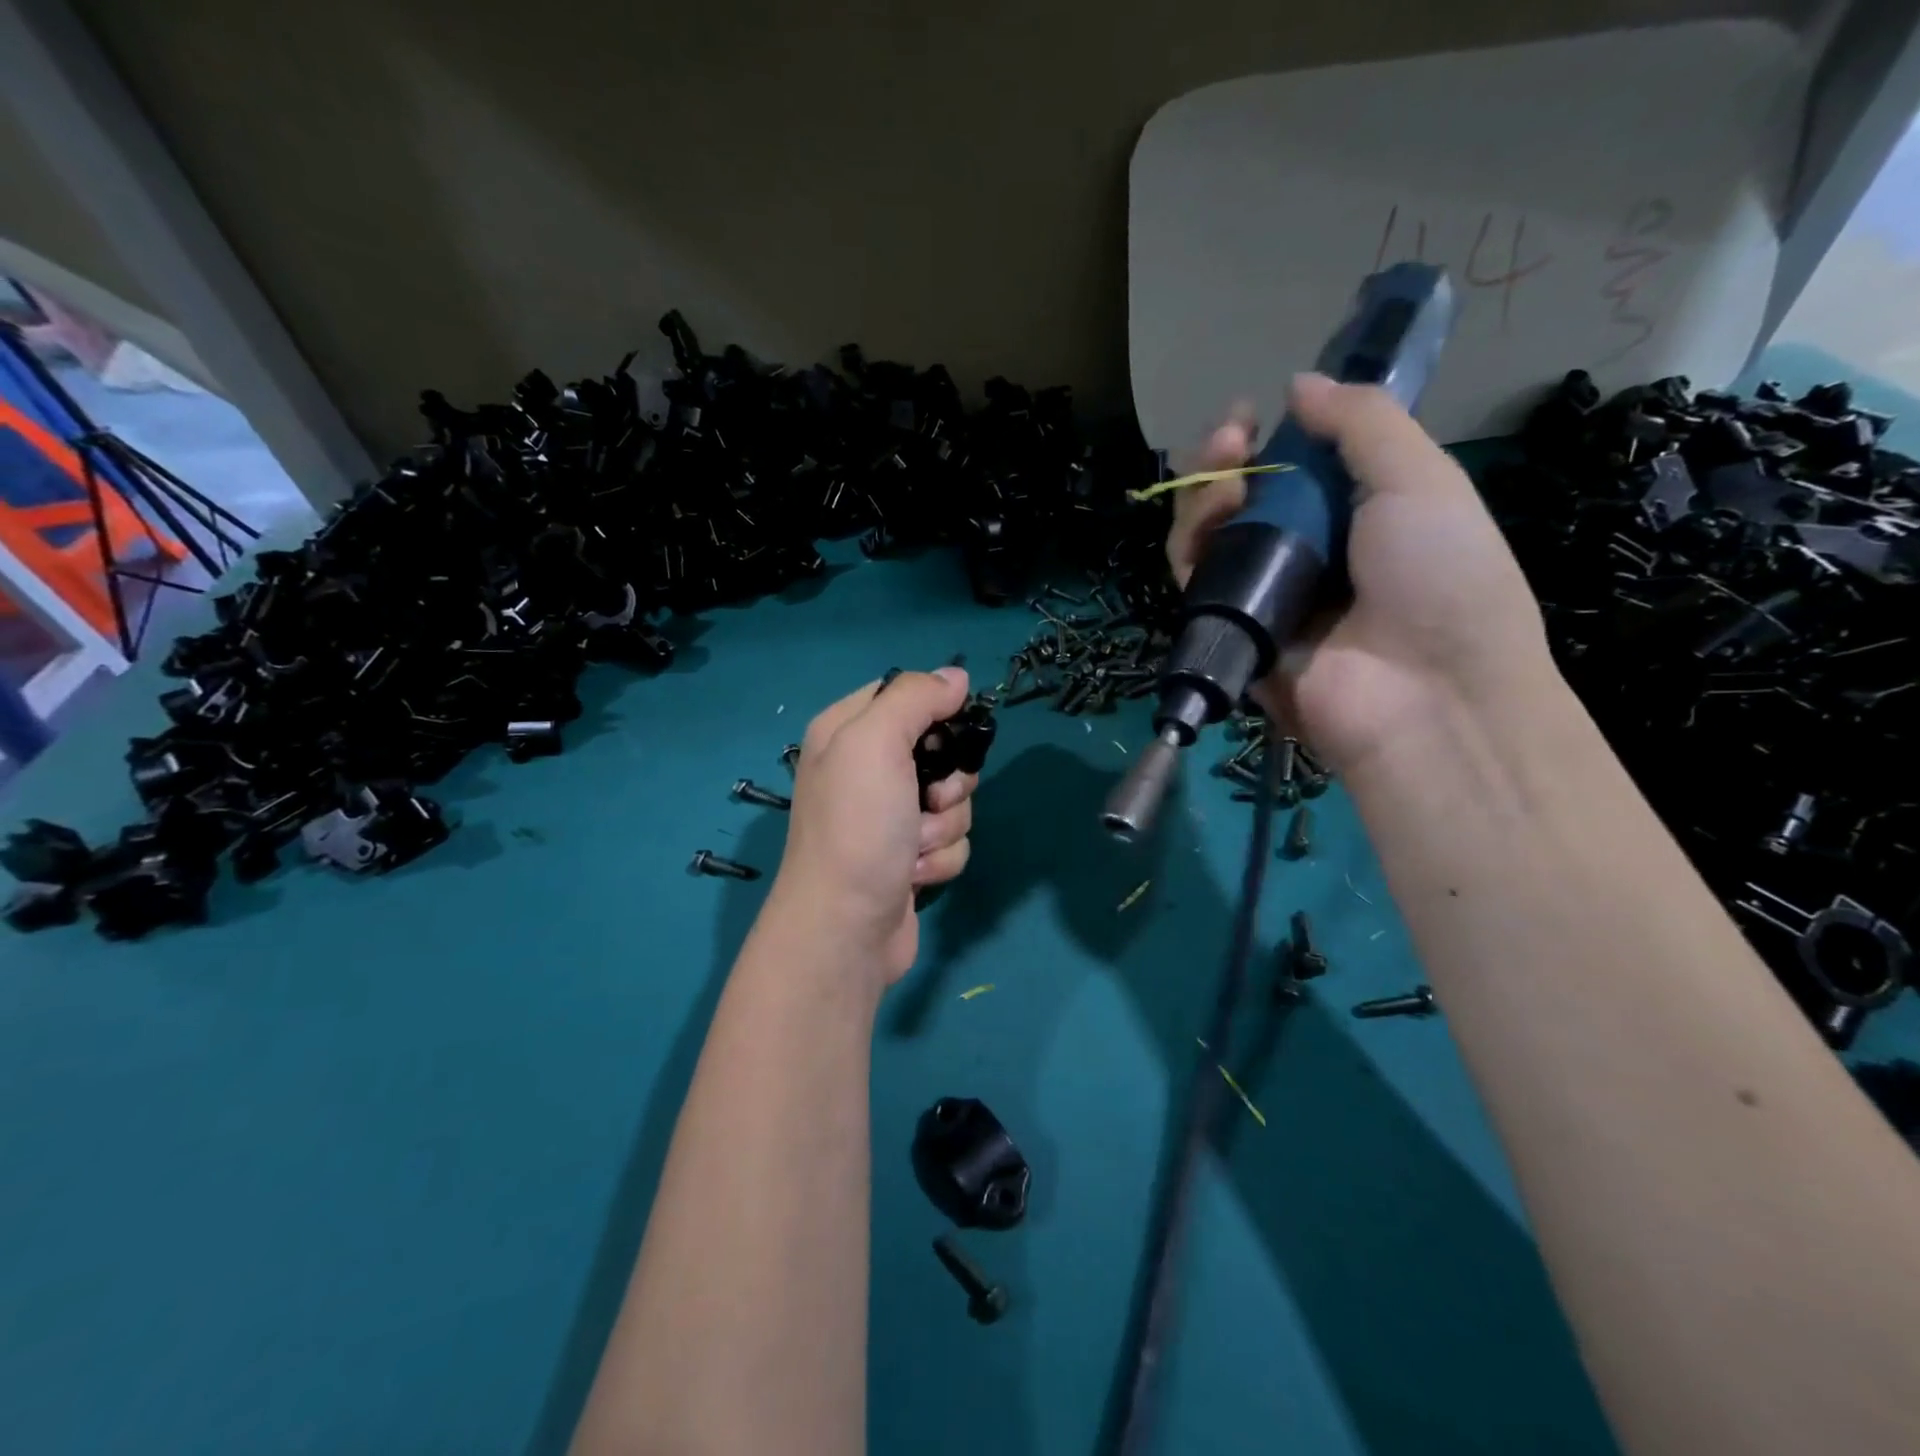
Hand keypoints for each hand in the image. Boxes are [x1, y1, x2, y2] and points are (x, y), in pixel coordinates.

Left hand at [768, 667, 979, 983]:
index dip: (936, 712)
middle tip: (927, 799)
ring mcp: (888, 817)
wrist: (844, 928)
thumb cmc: (856, 826)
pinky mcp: (908, 856)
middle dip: (948, 781)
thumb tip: (957, 676)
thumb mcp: (875, 742)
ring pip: (953, 799)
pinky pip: (951, 840)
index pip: (905, 695)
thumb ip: (915, 698)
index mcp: (846, 732)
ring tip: (912, 846)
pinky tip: (913, 875)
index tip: (947, 734)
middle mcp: (865, 770)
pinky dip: (940, 858)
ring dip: (943, 825)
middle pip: (941, 750)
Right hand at [1167, 375, 1552, 771]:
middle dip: (1226, 459)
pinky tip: (1210, 523)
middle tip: (1230, 439)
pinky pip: (1196, 582)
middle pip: (1242, 497)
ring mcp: (1264, 593)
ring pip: (1210, 536)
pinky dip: (1191, 548)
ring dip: (1205, 498)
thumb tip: (1299, 383)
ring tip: (1224, 485)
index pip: (1294, 465)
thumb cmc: (1442, 578)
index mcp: (1355, 513)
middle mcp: (1305, 551)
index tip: (1254, 412)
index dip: (1269, 435)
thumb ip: (1361, 423)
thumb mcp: (1420, 481)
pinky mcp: (1232, 631)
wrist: (1425, 695)